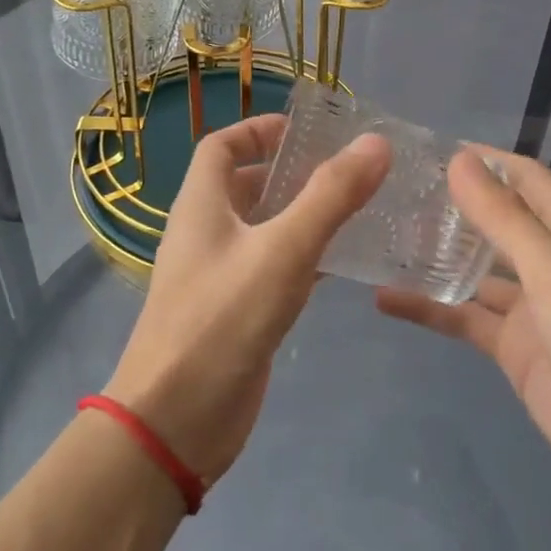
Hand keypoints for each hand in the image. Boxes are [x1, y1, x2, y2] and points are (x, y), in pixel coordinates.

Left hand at [105, 114, 389, 485]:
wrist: (175, 421)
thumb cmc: (222, 320)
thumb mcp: (283, 250)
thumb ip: (330, 196)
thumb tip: (375, 143)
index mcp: (201, 205)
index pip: (221, 146)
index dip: (258, 130)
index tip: (306, 131)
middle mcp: (206, 233)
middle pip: (246, 186)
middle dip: (292, 173)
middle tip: (349, 171)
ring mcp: (220, 276)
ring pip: (264, 230)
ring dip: (303, 216)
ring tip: (359, 209)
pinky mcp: (237, 313)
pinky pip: (273, 270)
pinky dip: (305, 259)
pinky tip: (344, 265)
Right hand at [376, 149, 550, 529]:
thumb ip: (505, 218)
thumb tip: (459, 160)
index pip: (522, 177)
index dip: (480, 159)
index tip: (423, 150)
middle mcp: (550, 262)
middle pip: (494, 220)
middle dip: (449, 204)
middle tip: (388, 191)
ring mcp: (531, 309)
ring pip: (473, 269)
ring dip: (435, 254)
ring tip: (378, 236)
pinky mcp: (515, 352)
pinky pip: (464, 319)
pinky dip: (429, 309)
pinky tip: (386, 300)